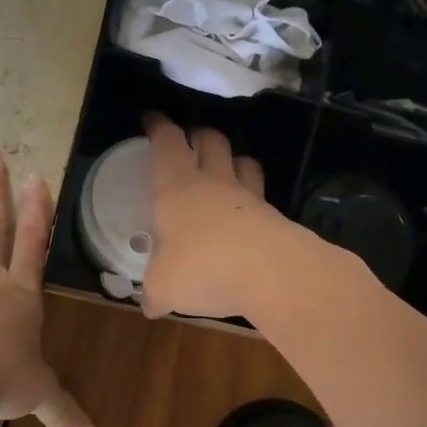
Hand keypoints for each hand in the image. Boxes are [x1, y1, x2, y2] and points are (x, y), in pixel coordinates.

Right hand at [141, 112, 304, 319]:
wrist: (271, 273)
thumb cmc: (203, 267)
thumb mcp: (165, 286)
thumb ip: (155, 292)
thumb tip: (150, 307)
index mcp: (177, 188)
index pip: (167, 143)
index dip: (159, 127)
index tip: (152, 119)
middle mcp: (214, 184)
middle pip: (211, 141)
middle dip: (199, 135)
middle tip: (191, 140)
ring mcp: (249, 198)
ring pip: (243, 163)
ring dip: (233, 160)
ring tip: (226, 169)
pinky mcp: (275, 218)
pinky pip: (261, 198)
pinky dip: (252, 200)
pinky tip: (247, 217)